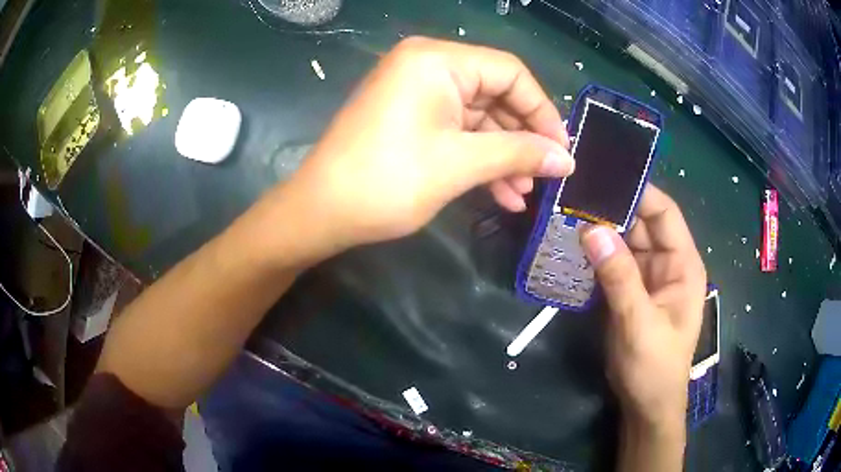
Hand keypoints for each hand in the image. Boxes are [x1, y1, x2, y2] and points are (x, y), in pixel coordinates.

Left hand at [282, 37, 572, 255]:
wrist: (321, 212)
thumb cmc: (388, 181)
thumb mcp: (461, 164)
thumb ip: (519, 154)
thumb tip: (566, 159)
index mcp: (437, 60)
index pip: (510, 73)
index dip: (542, 111)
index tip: (561, 151)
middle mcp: (427, 66)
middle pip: (496, 95)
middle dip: (522, 139)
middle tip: (545, 176)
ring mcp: (417, 92)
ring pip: (479, 118)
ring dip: (504, 156)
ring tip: (524, 194)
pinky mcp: (411, 117)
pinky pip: (457, 131)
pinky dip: (479, 159)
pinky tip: (502, 194)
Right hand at [580, 185, 705, 425]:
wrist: (646, 404)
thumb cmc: (654, 366)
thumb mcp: (639, 323)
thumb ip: (619, 277)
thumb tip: (592, 229)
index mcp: (683, 264)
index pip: (664, 213)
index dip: (639, 192)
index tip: (604, 177)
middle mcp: (667, 263)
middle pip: (642, 224)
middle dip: (612, 210)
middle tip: (575, 195)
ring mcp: (648, 277)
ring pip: (625, 242)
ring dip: (601, 231)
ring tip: (567, 214)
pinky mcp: (631, 291)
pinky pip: (614, 263)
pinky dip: (596, 254)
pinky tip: (573, 245)